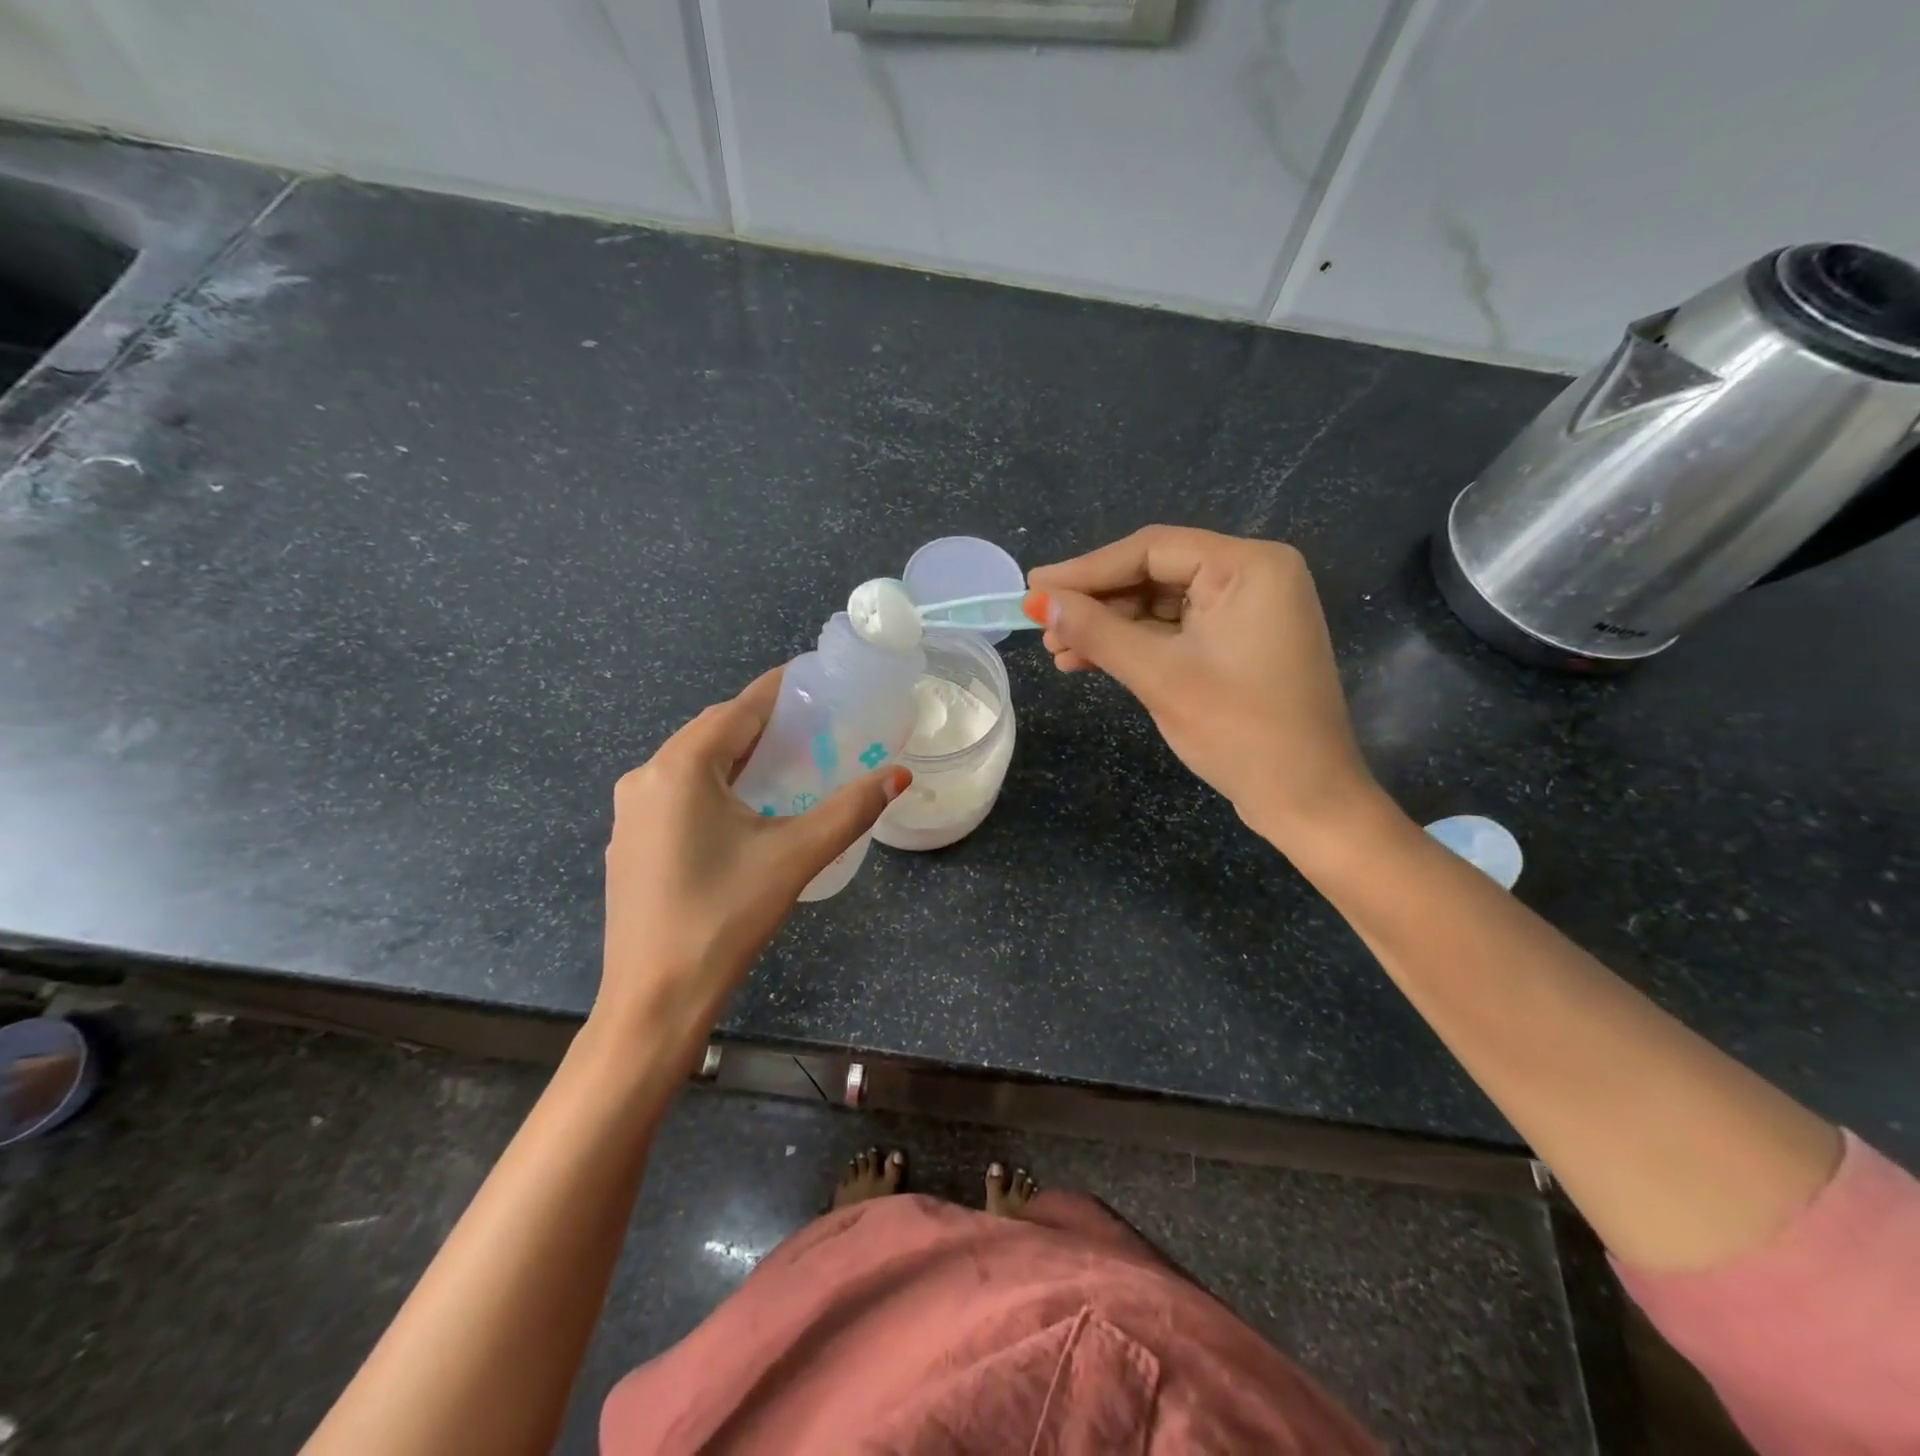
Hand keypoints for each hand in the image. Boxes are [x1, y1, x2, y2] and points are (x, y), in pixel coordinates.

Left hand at [597, 670, 908, 1066]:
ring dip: (738, 755)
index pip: (739, 709)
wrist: (653, 1001)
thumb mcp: (795, 857)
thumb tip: (898, 776)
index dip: (780, 691)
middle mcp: (646, 777)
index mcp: (681, 768)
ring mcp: (630, 812)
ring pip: (693, 763)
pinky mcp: (629, 843)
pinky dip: (714, 785)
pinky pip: (677, 793)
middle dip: (762, 724)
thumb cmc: (724, 919)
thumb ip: (850, 811)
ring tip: (789, 763)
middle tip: (815, 727)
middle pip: (713, 732)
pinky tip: (744, 810)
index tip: (817, 681)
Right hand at [1026, 526, 1376, 846]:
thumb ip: (1098, 631)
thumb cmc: (1240, 731)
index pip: (1151, 549)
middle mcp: (1252, 576)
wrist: (1306, 799)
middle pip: (1154, 573)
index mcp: (1248, 566)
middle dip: (1096, 603)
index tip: (1034, 587)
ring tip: (1058, 651)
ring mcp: (1248, 611)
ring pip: (1159, 605)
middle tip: (1043, 625)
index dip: (1085, 569)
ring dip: (1108, 627)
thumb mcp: (1160, 676)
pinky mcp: (1238, 644)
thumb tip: (1041, 602)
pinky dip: (1133, 645)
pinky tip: (1088, 660)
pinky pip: (1175, 631)